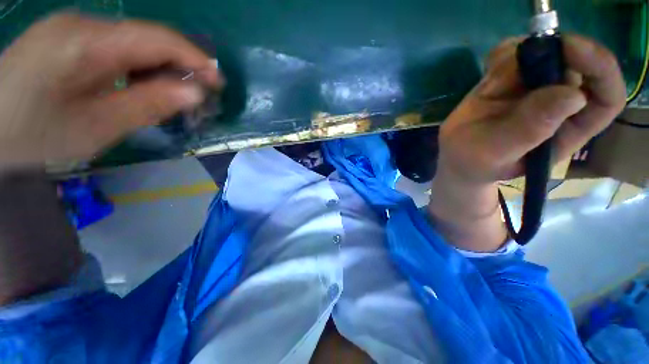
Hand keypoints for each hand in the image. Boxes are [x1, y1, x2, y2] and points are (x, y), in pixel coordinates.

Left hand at [0, 12, 221, 169]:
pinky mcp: (65, 36)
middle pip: (147, 37)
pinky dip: (137, 65)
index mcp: (88, 42)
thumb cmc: (33, 134)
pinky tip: (138, 85)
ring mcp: (72, 27)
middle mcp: (83, 24)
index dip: (195, 59)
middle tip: (198, 94)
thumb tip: (193, 93)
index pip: (158, 39)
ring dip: (159, 67)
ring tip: (171, 94)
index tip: (219, 82)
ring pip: (133, 41)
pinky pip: (114, 45)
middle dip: (180, 65)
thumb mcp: (97, 127)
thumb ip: (148, 104)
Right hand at [437, 35, 625, 184]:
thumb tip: (573, 95)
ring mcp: (534, 88)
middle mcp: (558, 102)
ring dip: (516, 58)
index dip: (600, 68)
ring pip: (542, 52)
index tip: (572, 49)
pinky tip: (486, 71)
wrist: (456, 156)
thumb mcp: (499, 153)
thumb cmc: (477, 162)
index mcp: (569, 128)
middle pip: (574, 63)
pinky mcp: (510, 79)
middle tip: (518, 60)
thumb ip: (530, 130)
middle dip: (550, 53)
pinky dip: (500, 55)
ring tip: (488, 86)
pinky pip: (515, 52)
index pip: (606, 96)